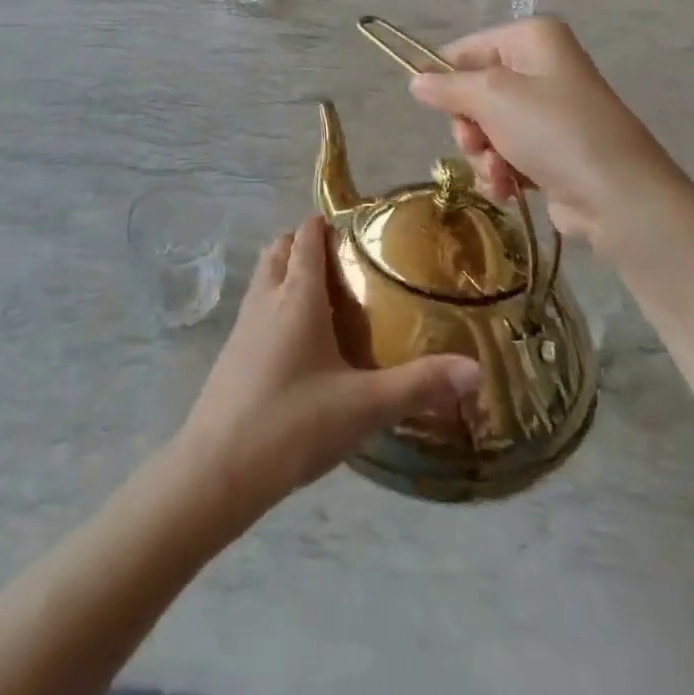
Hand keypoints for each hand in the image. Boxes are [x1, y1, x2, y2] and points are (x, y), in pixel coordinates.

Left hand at [175, 216, 478, 518]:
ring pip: (265, 276)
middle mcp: (266, 297)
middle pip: (281, 248)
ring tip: (327, 298)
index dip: (328, 224)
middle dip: (307, 244)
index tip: (360, 230)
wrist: (217, 470)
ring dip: (288, 272)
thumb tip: (475, 369)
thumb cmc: (293, 424)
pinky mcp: (233, 352)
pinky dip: (277, 303)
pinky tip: (301, 342)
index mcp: (297, 294)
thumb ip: (420, 385)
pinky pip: (257, 307)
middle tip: (347, 265)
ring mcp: (243, 324)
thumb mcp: (365, 406)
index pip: (307, 236)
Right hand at [407, 17, 693, 250]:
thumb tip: (415, 80)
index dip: (445, 79)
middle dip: (469, 125)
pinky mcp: (551, 150)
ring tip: (499, 172)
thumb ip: (447, 87)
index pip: (465, 50)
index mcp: (531, 39)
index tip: (435, 106)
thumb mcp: (491, 98)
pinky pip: (506, 153)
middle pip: (474, 92)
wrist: (617, 197)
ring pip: (486, 128)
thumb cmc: (553, 131)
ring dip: (483, 154)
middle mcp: (541, 67)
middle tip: (476, 142)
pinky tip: (509, 188)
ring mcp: (548, 111)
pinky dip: (501, 171)